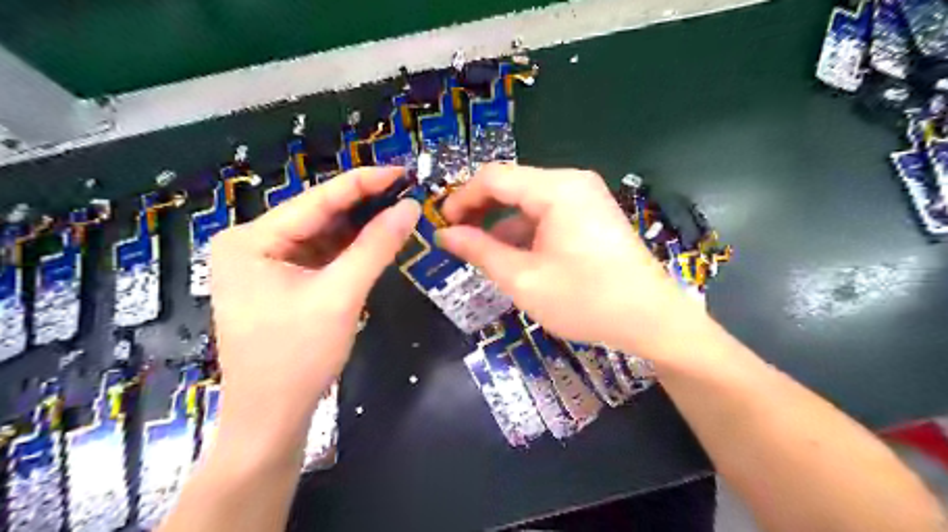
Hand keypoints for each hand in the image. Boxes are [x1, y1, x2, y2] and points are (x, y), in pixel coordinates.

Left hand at [211, 168, 417, 425]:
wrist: (272, 417)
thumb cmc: (298, 356)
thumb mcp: (341, 296)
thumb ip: (376, 247)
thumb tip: (409, 208)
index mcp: (251, 239)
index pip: (316, 200)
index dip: (363, 183)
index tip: (402, 171)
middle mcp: (251, 244)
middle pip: (317, 216)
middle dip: (363, 207)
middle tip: (406, 194)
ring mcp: (264, 264)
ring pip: (321, 236)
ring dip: (359, 229)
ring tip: (398, 214)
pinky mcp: (280, 282)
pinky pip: (320, 257)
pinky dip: (349, 251)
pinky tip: (376, 243)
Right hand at [437, 164, 701, 355]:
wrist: (652, 319)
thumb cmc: (585, 300)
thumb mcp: (523, 279)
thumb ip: (480, 251)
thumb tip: (445, 234)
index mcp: (556, 189)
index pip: (493, 177)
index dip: (461, 198)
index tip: (442, 225)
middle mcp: (571, 183)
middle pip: (511, 185)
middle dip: (480, 210)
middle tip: (457, 238)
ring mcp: (585, 198)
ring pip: (528, 201)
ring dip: (501, 223)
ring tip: (481, 253)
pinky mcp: (591, 216)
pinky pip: (547, 214)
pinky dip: (525, 231)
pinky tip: (514, 256)